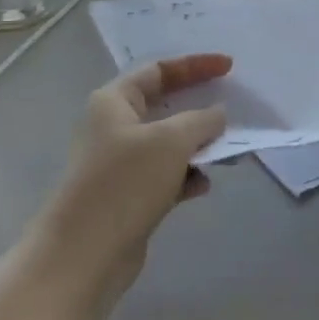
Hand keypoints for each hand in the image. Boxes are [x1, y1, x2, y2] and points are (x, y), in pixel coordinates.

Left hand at [36, 54, 230, 311]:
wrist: (84, 254)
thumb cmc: (125, 182)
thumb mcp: (171, 140)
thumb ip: (201, 120)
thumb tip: (217, 115)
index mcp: (114, 101)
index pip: (159, 70)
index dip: (195, 65)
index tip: (230, 67)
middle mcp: (115, 126)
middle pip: (165, 105)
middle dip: (200, 107)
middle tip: (234, 107)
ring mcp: (121, 163)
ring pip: (169, 143)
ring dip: (198, 145)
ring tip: (227, 151)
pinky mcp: (129, 195)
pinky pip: (167, 175)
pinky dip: (187, 175)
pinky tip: (204, 186)